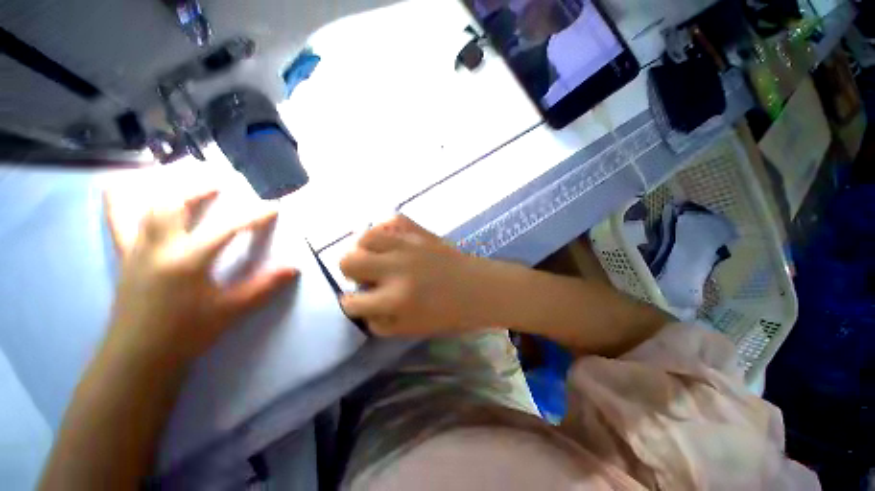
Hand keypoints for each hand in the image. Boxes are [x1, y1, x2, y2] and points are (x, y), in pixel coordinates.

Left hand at [103, 189, 297, 370]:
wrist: (139, 356)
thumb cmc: (187, 333)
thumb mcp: (231, 310)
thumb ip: (263, 286)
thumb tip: (294, 268)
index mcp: (188, 260)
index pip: (227, 227)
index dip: (254, 215)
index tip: (274, 206)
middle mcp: (159, 247)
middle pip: (175, 204)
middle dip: (200, 189)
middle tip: (221, 186)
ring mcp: (137, 250)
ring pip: (145, 207)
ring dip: (168, 190)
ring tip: (185, 185)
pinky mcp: (125, 257)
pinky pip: (118, 221)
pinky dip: (121, 200)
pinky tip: (125, 188)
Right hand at [339, 215, 495, 336]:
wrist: (478, 289)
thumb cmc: (447, 314)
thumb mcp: (409, 329)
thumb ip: (378, 320)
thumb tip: (360, 304)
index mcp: (395, 299)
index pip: (352, 302)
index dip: (351, 304)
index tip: (358, 302)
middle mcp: (397, 268)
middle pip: (348, 260)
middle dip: (351, 272)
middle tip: (366, 277)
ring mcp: (409, 244)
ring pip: (365, 236)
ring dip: (365, 249)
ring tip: (376, 257)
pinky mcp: (421, 231)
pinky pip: (393, 219)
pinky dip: (386, 229)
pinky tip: (391, 240)